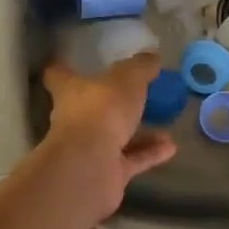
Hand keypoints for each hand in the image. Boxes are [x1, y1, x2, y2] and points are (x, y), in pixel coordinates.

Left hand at [39, 53, 176, 225]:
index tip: (68, 62)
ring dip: (140, 132)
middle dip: (112, 103)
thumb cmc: (103, 111)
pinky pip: (130, 159)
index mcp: (71, 91)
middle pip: (90, 107)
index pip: (58, 76)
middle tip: (137, 94)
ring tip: (166, 123)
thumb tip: (151, 55)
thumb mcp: (128, 79)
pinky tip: (171, 147)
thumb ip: (140, 67)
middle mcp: (75, 119)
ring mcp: (89, 148)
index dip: (63, 68)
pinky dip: (149, 153)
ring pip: (115, 136)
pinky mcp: (106, 173)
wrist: (92, 167)